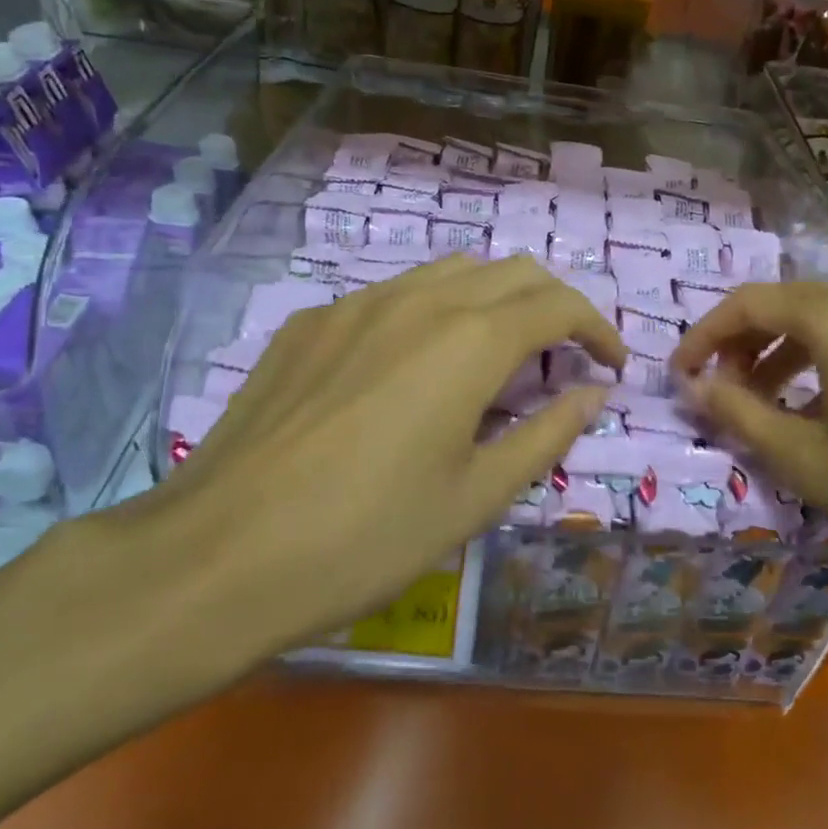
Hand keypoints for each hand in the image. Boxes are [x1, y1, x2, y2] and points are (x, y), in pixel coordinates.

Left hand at [67, 254, 626, 700]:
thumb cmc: (367, 537)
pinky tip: (412, 368)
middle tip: (562, 359)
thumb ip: (546, 434)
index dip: (597, 329)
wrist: (217, 556)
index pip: (558, 305)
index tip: (610, 365)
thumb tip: (591, 395)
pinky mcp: (311, 322)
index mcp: (470, 340)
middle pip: (511, 272)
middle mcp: (419, 300)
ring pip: (451, 273)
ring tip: (496, 357)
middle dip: (552, 306)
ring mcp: (356, 304)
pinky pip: (392, 295)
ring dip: (493, 301)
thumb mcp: (476, 497)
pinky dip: (432, 313)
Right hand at [670, 281, 827, 630]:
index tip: (679, 375)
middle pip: (794, 307)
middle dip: (747, 346)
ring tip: (769, 406)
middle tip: (721, 394)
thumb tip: (694, 385)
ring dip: (790, 355)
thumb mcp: (806, 462)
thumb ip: (738, 412)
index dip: (705, 336)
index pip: (751, 304)